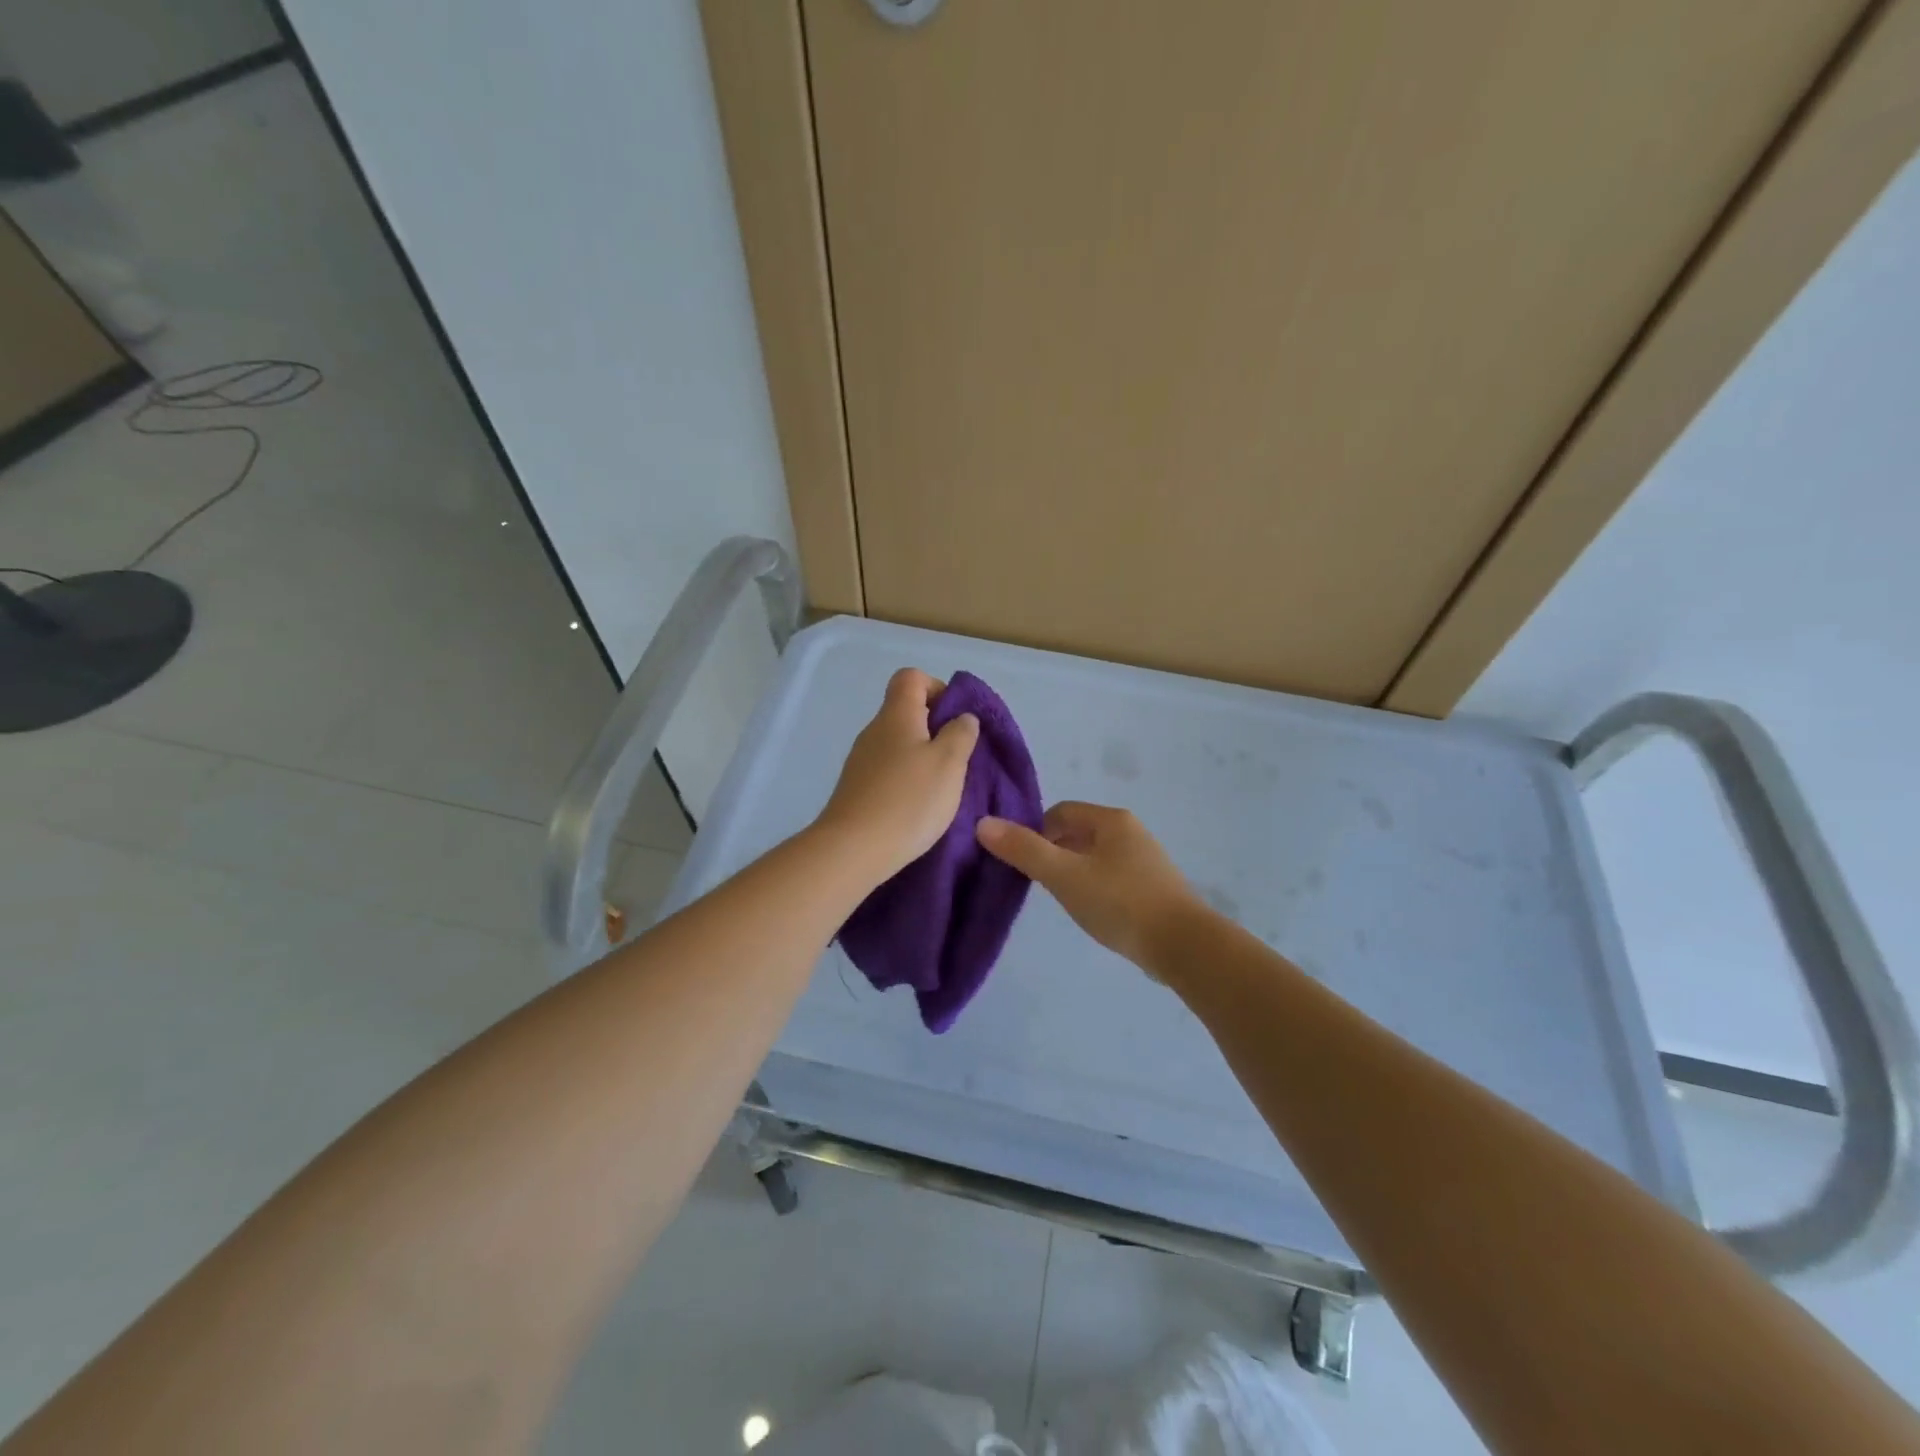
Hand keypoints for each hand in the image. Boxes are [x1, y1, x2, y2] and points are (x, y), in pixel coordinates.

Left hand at [815, 668, 980, 884]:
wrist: (853, 849)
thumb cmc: (909, 800)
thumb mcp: (949, 763)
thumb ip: (960, 734)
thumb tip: (962, 717)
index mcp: (896, 715)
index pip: (911, 678)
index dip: (938, 688)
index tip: (956, 719)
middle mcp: (874, 730)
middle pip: (906, 711)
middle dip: (936, 728)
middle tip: (958, 758)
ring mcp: (861, 760)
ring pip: (898, 743)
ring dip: (923, 757)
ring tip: (943, 787)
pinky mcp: (857, 788)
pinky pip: (888, 770)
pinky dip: (907, 779)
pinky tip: (919, 806)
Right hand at [977, 801, 1201, 971]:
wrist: (1183, 945)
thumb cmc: (1119, 902)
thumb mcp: (1064, 876)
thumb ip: (1024, 850)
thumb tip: (983, 823)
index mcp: (1110, 819)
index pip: (1059, 812)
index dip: (1036, 834)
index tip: (1026, 865)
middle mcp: (1130, 831)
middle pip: (1077, 833)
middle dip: (1054, 854)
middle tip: (1043, 886)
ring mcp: (1146, 859)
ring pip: (1095, 856)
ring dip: (1074, 872)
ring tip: (1066, 901)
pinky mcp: (1154, 886)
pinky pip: (1113, 876)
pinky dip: (1096, 888)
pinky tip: (1094, 912)